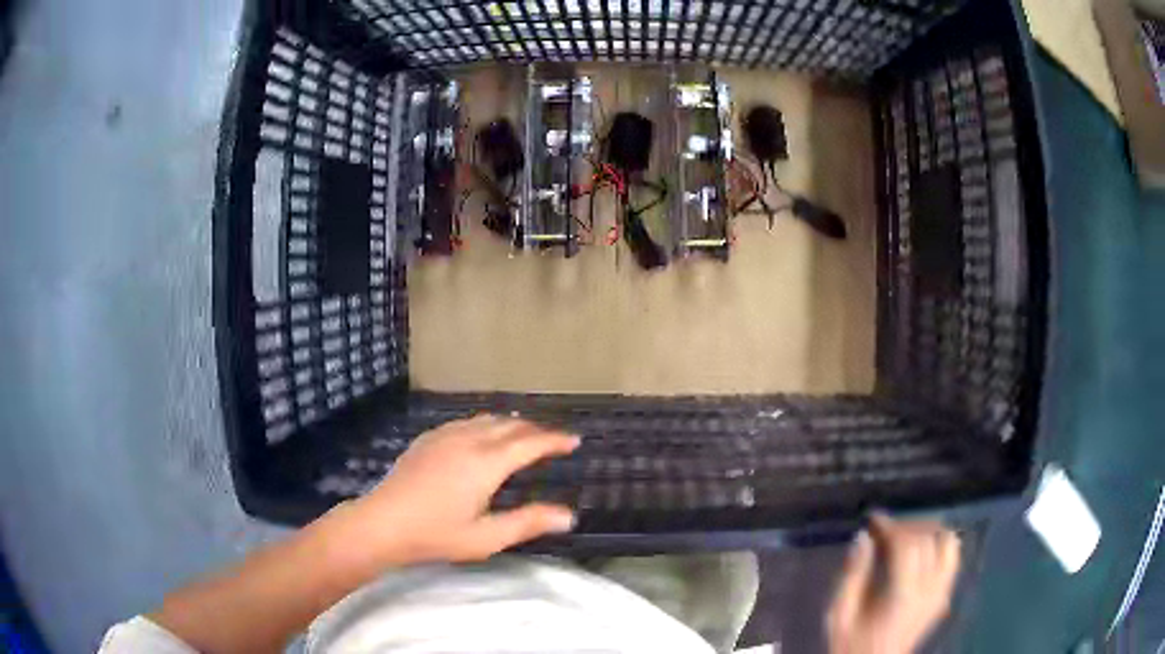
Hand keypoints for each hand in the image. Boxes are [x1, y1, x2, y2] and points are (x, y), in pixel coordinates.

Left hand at [345, 415, 579, 563]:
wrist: (383, 523)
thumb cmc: (436, 535)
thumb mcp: (487, 538)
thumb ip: (528, 523)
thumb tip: (568, 516)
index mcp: (486, 463)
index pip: (529, 443)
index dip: (554, 440)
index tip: (574, 440)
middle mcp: (468, 440)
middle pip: (509, 425)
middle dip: (535, 430)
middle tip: (552, 440)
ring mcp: (444, 436)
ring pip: (486, 419)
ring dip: (510, 424)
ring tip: (523, 434)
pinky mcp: (427, 439)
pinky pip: (465, 422)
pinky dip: (486, 424)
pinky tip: (482, 435)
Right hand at [826, 515, 961, 653]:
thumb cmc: (851, 644)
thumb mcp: (840, 615)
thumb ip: (853, 575)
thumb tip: (863, 537)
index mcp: (903, 596)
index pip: (908, 545)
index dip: (891, 525)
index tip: (872, 519)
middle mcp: (930, 591)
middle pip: (929, 540)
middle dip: (906, 526)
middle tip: (883, 529)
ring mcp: (941, 593)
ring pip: (949, 543)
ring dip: (928, 531)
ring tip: (905, 535)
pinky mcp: (944, 596)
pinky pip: (953, 558)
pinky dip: (941, 544)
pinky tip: (922, 550)